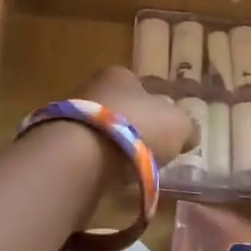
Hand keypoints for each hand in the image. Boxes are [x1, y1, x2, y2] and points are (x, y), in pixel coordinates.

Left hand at [77, 66, 195, 165]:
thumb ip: (187, 127)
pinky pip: (90, 152)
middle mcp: (94, 87)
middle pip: (122, 107)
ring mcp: (73, 114)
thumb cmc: (137, 127)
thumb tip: (190, 132)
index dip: (158, 105)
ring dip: (117, 146)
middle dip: (136, 127)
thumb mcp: (178, 125)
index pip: (144, 86)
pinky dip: (101, 163)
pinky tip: (112, 176)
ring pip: (105, 130)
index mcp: (121, 74)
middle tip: (153, 149)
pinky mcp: (61, 143)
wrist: (84, 154)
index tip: (167, 126)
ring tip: (134, 167)